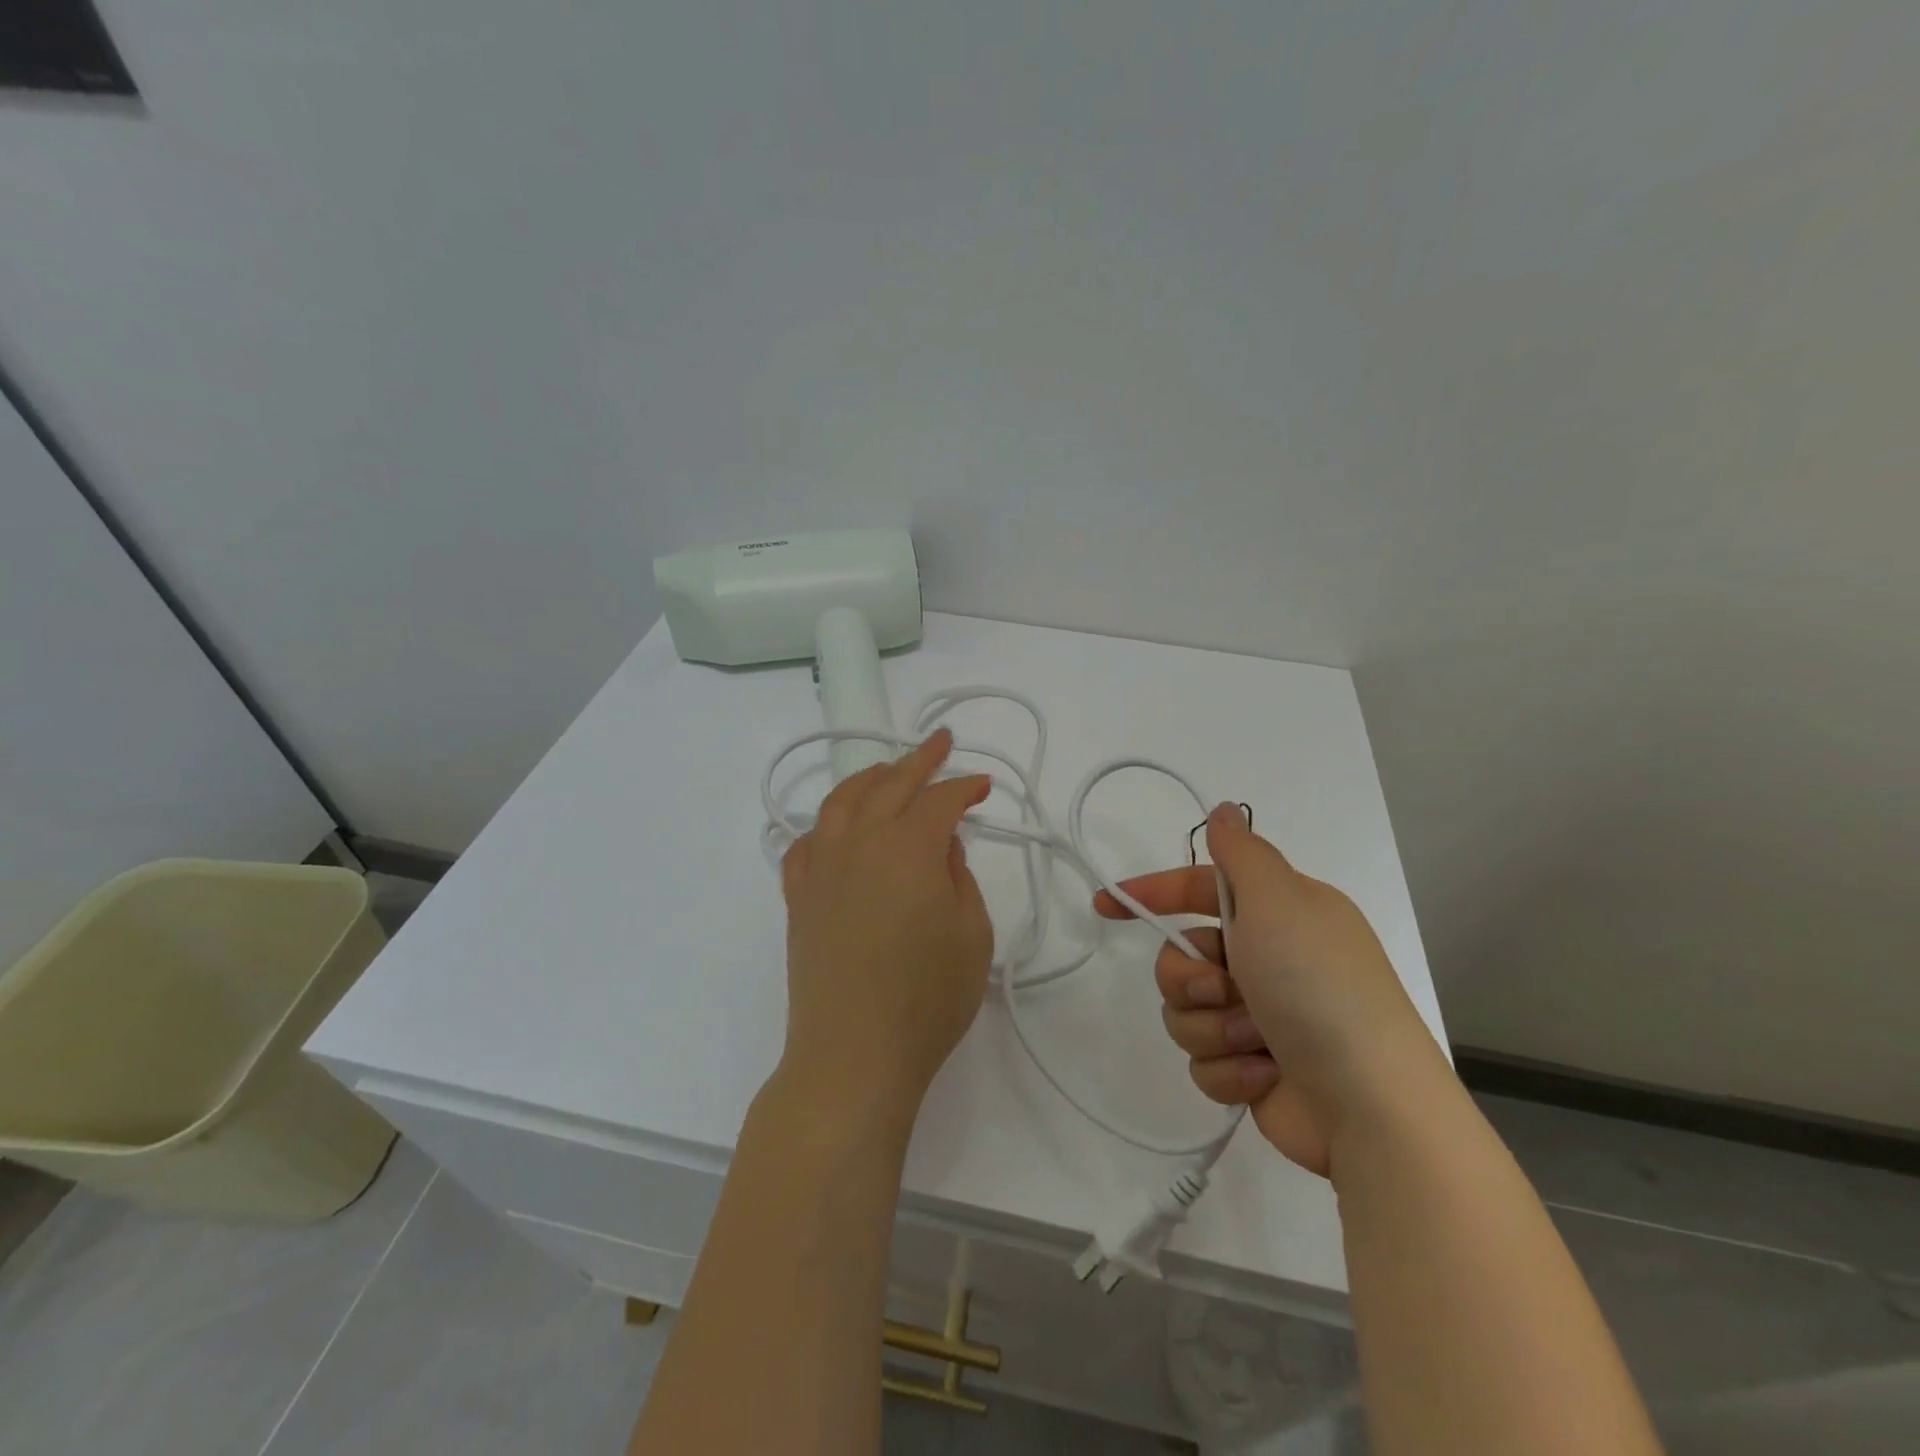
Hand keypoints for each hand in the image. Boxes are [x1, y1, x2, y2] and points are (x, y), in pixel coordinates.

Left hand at [778, 729, 994, 1115]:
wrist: (853, 1055)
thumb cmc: (927, 999)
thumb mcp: (971, 934)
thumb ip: (958, 876)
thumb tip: (942, 845)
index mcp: (908, 848)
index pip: (940, 801)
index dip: (964, 788)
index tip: (983, 785)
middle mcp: (860, 844)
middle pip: (889, 785)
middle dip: (919, 760)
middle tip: (941, 743)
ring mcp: (822, 868)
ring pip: (841, 803)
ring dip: (869, 777)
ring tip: (889, 769)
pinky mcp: (799, 897)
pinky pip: (806, 843)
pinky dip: (825, 824)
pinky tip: (836, 827)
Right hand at [1095, 803, 1443, 1175]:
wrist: (1370, 1106)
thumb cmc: (1319, 988)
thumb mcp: (1279, 902)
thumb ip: (1240, 854)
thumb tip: (1223, 810)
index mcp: (1278, 915)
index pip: (1199, 888)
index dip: (1152, 893)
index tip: (1107, 905)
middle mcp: (1266, 960)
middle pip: (1181, 955)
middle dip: (1190, 978)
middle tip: (1223, 990)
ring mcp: (1259, 1017)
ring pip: (1186, 1011)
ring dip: (1212, 1027)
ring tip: (1254, 1041)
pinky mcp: (1251, 1069)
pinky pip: (1203, 1060)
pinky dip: (1229, 1070)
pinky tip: (1265, 1076)